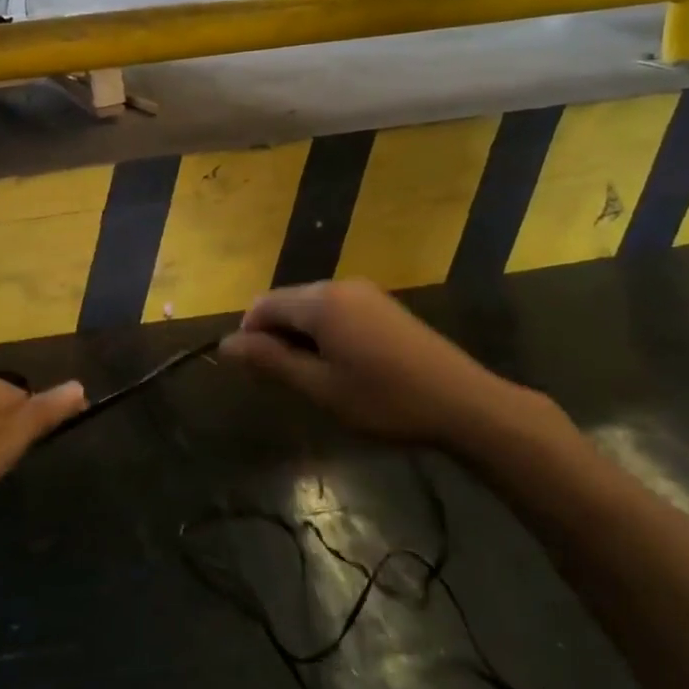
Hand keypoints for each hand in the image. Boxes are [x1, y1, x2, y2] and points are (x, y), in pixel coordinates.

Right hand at [218, 280, 560, 452]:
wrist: (462, 402)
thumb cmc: (384, 399)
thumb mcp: (320, 387)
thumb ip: (271, 361)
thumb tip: (226, 344)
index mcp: (320, 301)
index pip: (263, 305)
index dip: (249, 335)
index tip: (255, 373)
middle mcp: (339, 286)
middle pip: (286, 301)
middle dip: (275, 336)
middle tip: (286, 381)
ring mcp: (364, 293)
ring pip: (311, 307)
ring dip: (300, 336)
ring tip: (314, 378)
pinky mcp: (382, 306)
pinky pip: (336, 310)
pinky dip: (324, 333)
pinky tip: (342, 366)